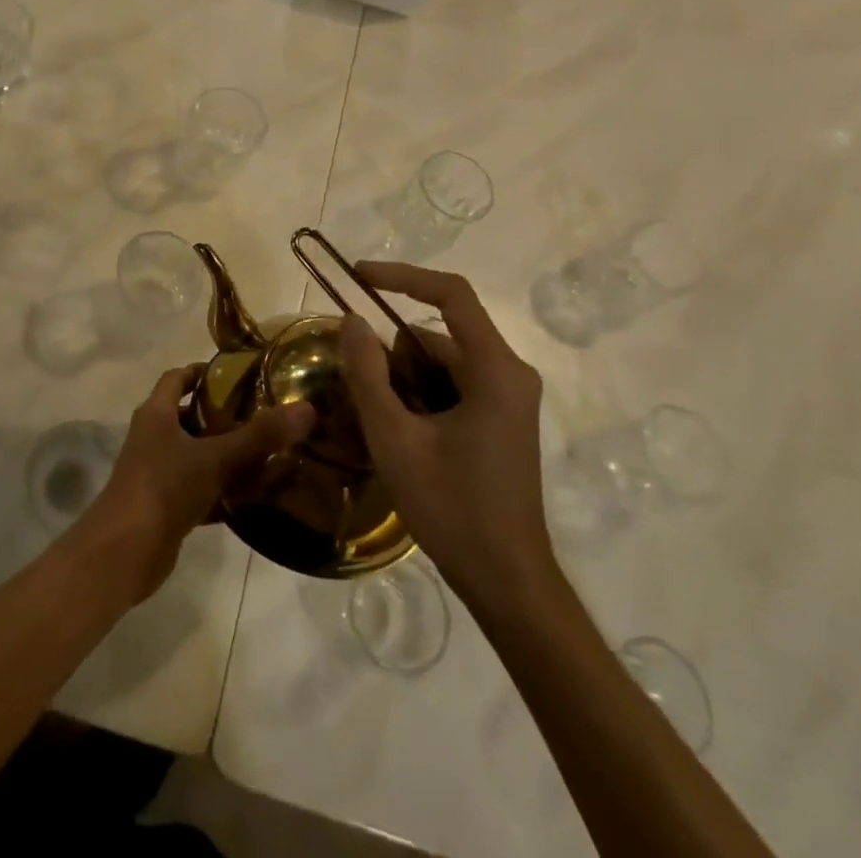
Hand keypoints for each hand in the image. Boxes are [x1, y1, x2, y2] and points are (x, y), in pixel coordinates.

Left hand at [71, 364, 313, 605]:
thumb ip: (259, 436)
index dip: (203, 372)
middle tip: (263, 415)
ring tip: (266, 454)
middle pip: (188, 416)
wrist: (123, 553)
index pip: (177, 378)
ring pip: (195, 455)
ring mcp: (156, 473)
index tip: (238, 375)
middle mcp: (152, 437)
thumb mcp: (214, 458)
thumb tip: (306, 409)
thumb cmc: (163, 488)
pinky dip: (221, 492)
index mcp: (156, 414)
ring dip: (224, 455)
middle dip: (222, 415)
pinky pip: (198, 490)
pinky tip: (252, 499)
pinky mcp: (164, 507)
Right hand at [340, 262, 554, 610]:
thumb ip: (368, 374)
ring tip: (370, 414)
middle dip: (392, 350)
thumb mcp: (395, 438)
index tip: (358, 278)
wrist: (507, 583)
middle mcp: (509, 374)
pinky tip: (395, 429)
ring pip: (442, 363)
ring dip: (402, 377)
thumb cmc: (452, 508)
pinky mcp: (501, 419)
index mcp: (495, 370)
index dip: (402, 276)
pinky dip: (419, 395)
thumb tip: (351, 321)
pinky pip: (452, 386)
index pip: (451, 294)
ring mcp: (509, 398)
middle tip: (350, 376)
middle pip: (439, 335)